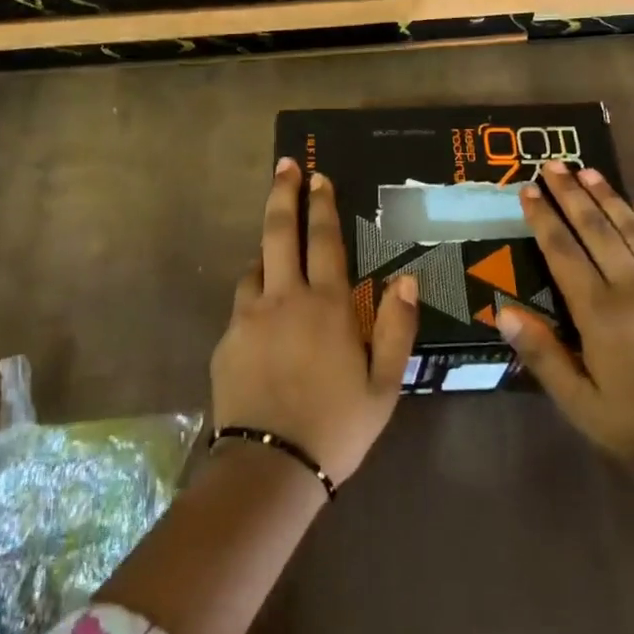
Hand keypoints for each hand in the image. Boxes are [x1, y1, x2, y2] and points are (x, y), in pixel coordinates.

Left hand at [210, 157, 418, 485]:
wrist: (270, 467)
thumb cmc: (338, 425)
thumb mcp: (384, 384)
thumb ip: (396, 328)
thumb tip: (407, 281)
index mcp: (327, 305)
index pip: (325, 240)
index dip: (322, 205)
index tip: (317, 176)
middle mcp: (284, 298)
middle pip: (279, 232)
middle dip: (283, 194)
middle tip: (285, 166)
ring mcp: (248, 317)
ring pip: (255, 266)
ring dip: (267, 249)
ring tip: (277, 250)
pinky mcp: (226, 340)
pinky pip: (242, 304)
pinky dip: (254, 294)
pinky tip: (263, 314)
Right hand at [498, 161, 633, 490]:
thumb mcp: (578, 401)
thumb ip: (542, 354)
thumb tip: (503, 311)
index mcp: (599, 313)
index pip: (563, 252)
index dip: (543, 219)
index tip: (527, 190)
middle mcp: (631, 288)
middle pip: (596, 229)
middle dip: (571, 195)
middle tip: (552, 164)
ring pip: (631, 230)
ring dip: (608, 197)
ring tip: (588, 171)